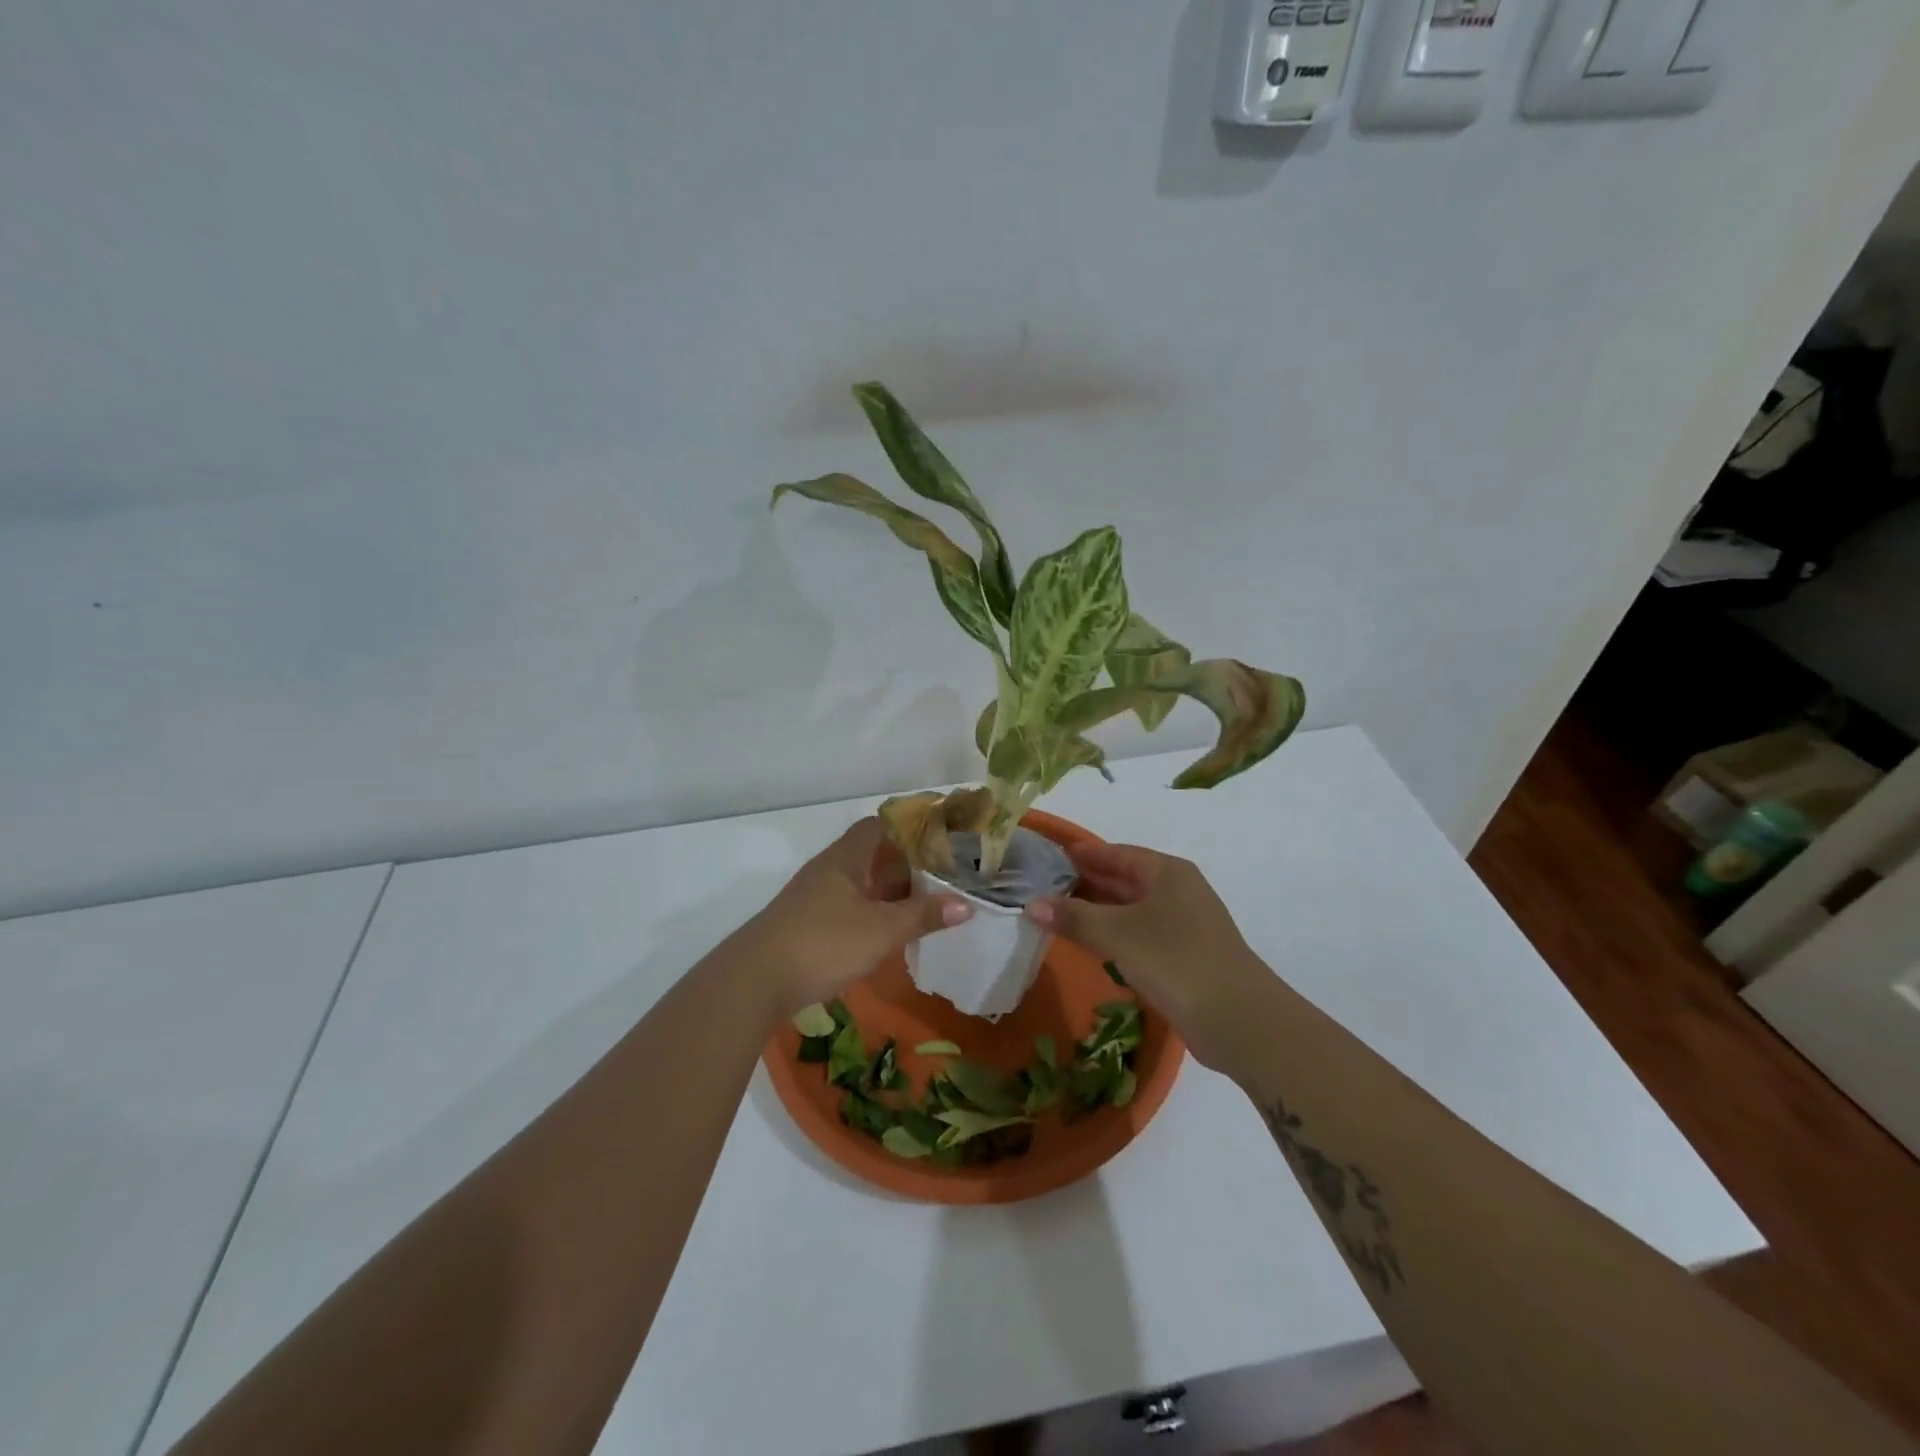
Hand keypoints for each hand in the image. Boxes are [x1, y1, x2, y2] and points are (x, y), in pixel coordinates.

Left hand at [744, 817, 972, 1014]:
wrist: (755, 980)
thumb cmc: (824, 942)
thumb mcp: (883, 930)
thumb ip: (924, 915)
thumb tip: (967, 904)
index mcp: (846, 858)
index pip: (879, 826)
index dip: (909, 828)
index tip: (940, 839)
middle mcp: (829, 870)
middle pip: (872, 855)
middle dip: (906, 864)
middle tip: (943, 876)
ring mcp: (815, 898)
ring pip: (860, 884)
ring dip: (889, 892)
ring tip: (925, 904)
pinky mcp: (807, 924)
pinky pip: (849, 907)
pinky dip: (872, 913)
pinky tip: (890, 932)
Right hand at [1025, 843, 1270, 1069]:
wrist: (1239, 1020)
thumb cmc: (1175, 961)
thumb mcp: (1118, 935)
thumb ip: (1074, 918)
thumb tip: (1030, 904)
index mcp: (1168, 872)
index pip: (1117, 853)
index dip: (1083, 855)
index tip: (1049, 858)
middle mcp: (1178, 891)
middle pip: (1124, 879)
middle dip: (1086, 883)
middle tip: (1044, 888)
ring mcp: (1185, 924)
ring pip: (1132, 909)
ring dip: (1098, 911)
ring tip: (1057, 915)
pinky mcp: (1185, 956)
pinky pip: (1140, 934)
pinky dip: (1114, 935)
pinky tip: (1091, 945)